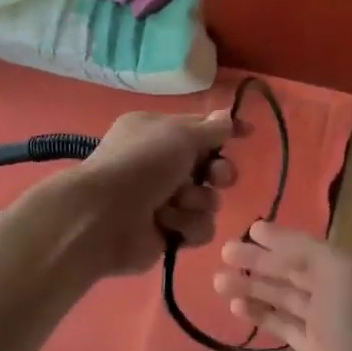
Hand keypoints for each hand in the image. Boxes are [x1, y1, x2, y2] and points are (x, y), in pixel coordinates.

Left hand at [65, 110, 237, 277]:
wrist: (104, 217)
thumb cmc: (141, 165)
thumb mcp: (179, 134)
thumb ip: (210, 129)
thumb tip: (227, 117)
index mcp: (157, 133)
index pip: (200, 129)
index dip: (225, 132)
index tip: (248, 134)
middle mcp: (161, 165)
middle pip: (210, 168)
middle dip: (218, 173)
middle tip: (214, 177)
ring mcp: (164, 201)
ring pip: (208, 201)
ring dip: (197, 202)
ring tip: (176, 203)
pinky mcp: (168, 233)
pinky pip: (199, 228)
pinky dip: (187, 225)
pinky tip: (169, 225)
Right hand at [213, 223, 351, 350]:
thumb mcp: (339, 274)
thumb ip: (306, 252)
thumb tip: (273, 238)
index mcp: (347, 270)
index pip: (306, 248)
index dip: (278, 239)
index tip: (249, 230)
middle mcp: (336, 291)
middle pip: (291, 271)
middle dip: (259, 261)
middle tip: (224, 253)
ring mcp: (324, 322)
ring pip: (283, 297)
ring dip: (253, 287)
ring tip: (219, 282)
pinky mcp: (313, 349)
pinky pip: (282, 324)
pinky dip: (261, 314)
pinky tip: (237, 308)